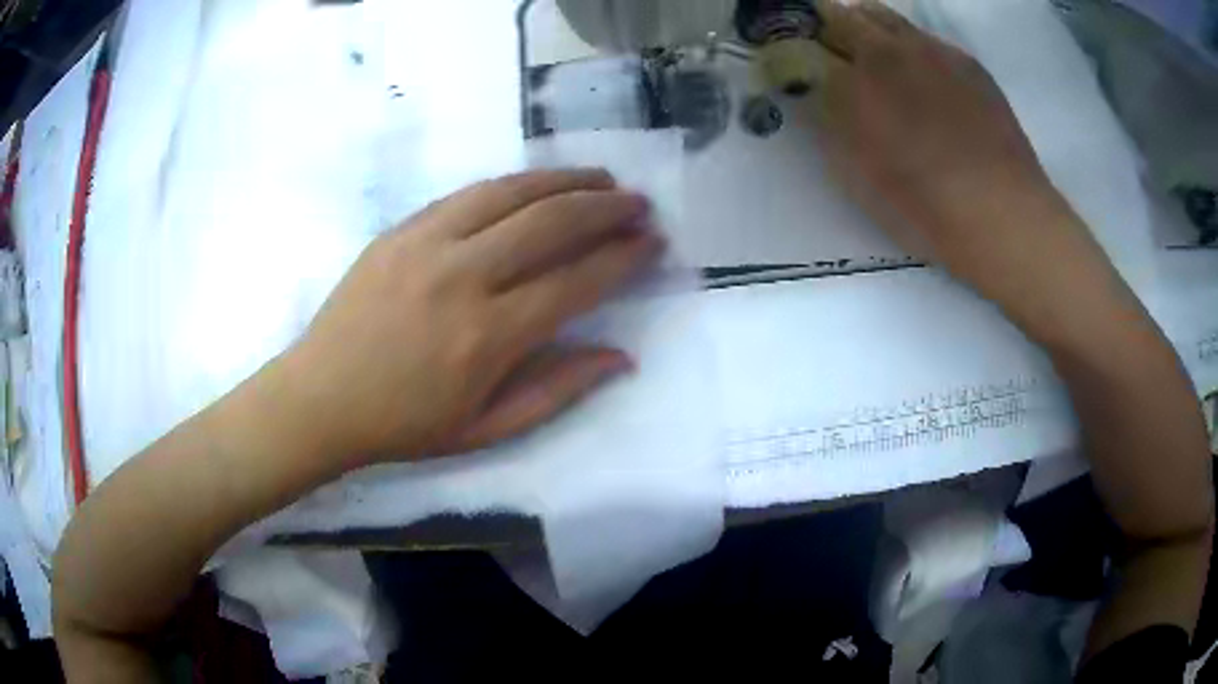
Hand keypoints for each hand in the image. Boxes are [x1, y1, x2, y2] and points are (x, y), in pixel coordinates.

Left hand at [282, 169, 662, 464]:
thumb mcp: (486, 429)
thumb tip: (621, 357)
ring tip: (600, 179)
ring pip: (512, 193)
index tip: (652, 243)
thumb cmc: (403, 425)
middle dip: (606, 208)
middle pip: (551, 222)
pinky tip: (536, 185)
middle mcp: (463, 278)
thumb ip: (558, 390)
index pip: (576, 281)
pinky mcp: (401, 229)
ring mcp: (427, 244)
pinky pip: (469, 194)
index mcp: (487, 337)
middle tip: (638, 203)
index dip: (622, 258)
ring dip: (565, 181)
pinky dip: (513, 184)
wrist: (320, 397)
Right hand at [807, 0, 1114, 315]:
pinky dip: (906, 44)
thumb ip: (830, 125)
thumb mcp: (859, 177)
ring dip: (863, 27)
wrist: (1004, 215)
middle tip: (829, 52)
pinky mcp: (964, 59)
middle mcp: (886, 53)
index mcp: (852, 85)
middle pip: (838, 14)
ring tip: (871, 57)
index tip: (793, 59)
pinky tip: (920, 77)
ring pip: (880, 14)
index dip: (793, 47)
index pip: (802, 44)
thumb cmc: (926, 210)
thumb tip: (816, 93)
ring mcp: (929, 49)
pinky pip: (921, 34)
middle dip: (825, 28)